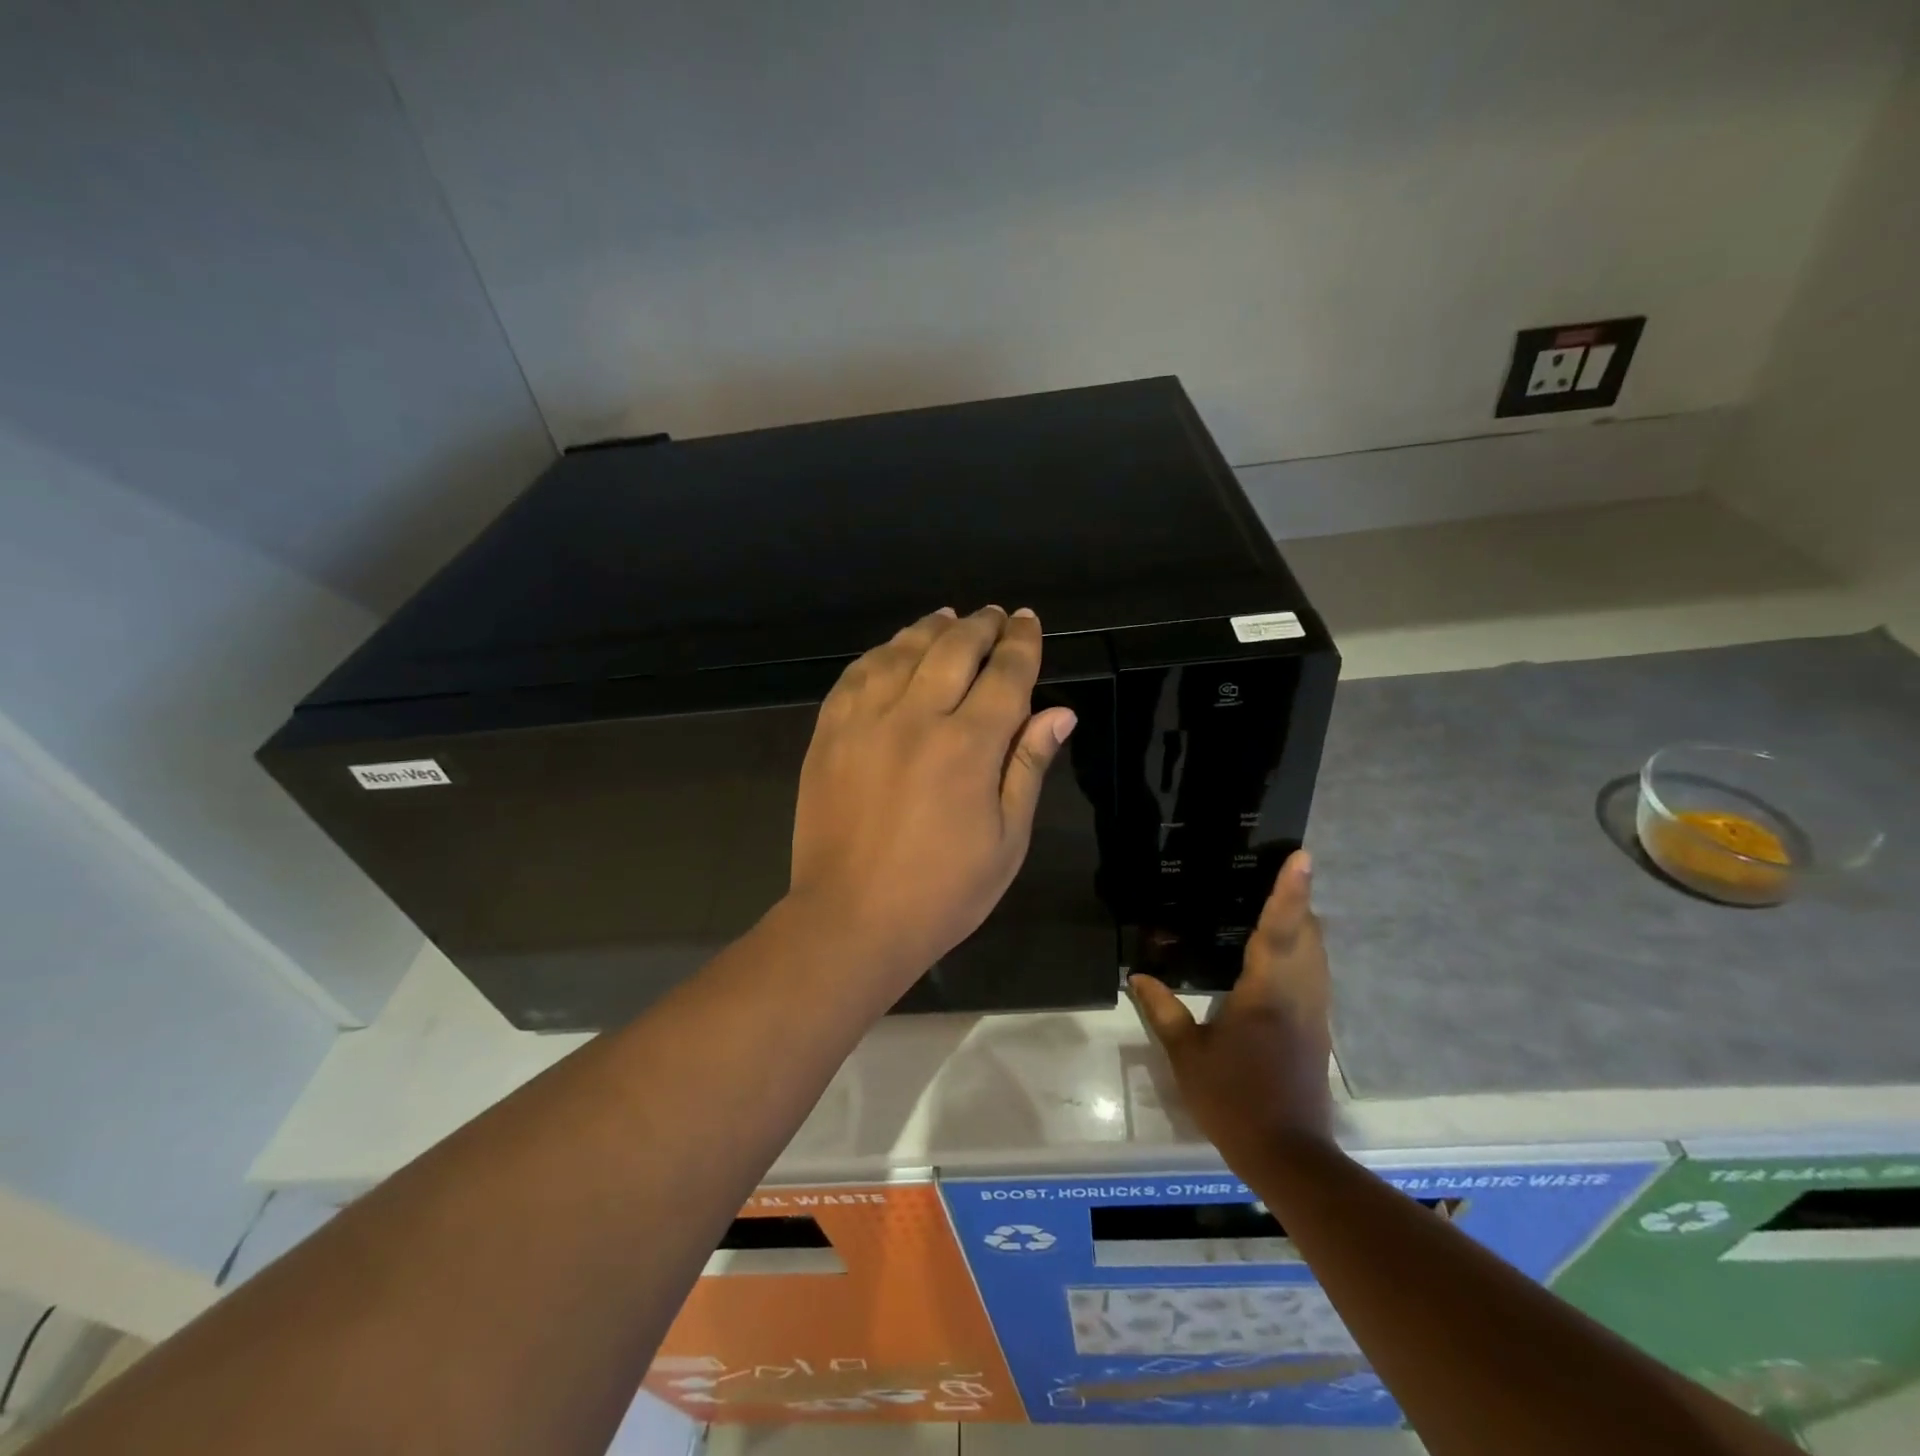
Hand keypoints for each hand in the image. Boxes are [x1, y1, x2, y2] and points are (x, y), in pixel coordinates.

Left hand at [786, 605, 1076, 990]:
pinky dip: (881, 653)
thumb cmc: (942, 891)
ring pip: (903, 651)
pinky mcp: (829, 733)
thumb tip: (1058, 712)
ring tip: (948, 618)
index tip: (1027, 621)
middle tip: (994, 615)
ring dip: (931, 628)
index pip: (1005, 675)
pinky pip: (857, 674)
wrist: (850, 918)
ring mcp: (866, 721)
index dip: (1021, 643)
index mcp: (969, 746)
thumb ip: (1028, 767)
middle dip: (980, 626)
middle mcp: (917, 718)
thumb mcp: (1006, 840)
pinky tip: (893, 650)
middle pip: (954, 649)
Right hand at [1129, 852, 1333, 1161]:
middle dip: (1297, 900)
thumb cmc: (1235, 1101)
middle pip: (1309, 933)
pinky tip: (1279, 953)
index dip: (1290, 890)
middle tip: (1273, 872)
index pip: (1280, 929)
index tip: (1302, 856)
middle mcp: (1299, 993)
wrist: (1289, 1155)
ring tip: (1277, 901)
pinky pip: (1315, 972)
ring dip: (1303, 923)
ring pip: (1318, 953)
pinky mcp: (1318, 1028)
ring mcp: (1314, 1011)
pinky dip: (1302, 949)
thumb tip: (1139, 975)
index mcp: (1267, 993)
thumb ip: (1163, 1012)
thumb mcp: (1189, 1056)